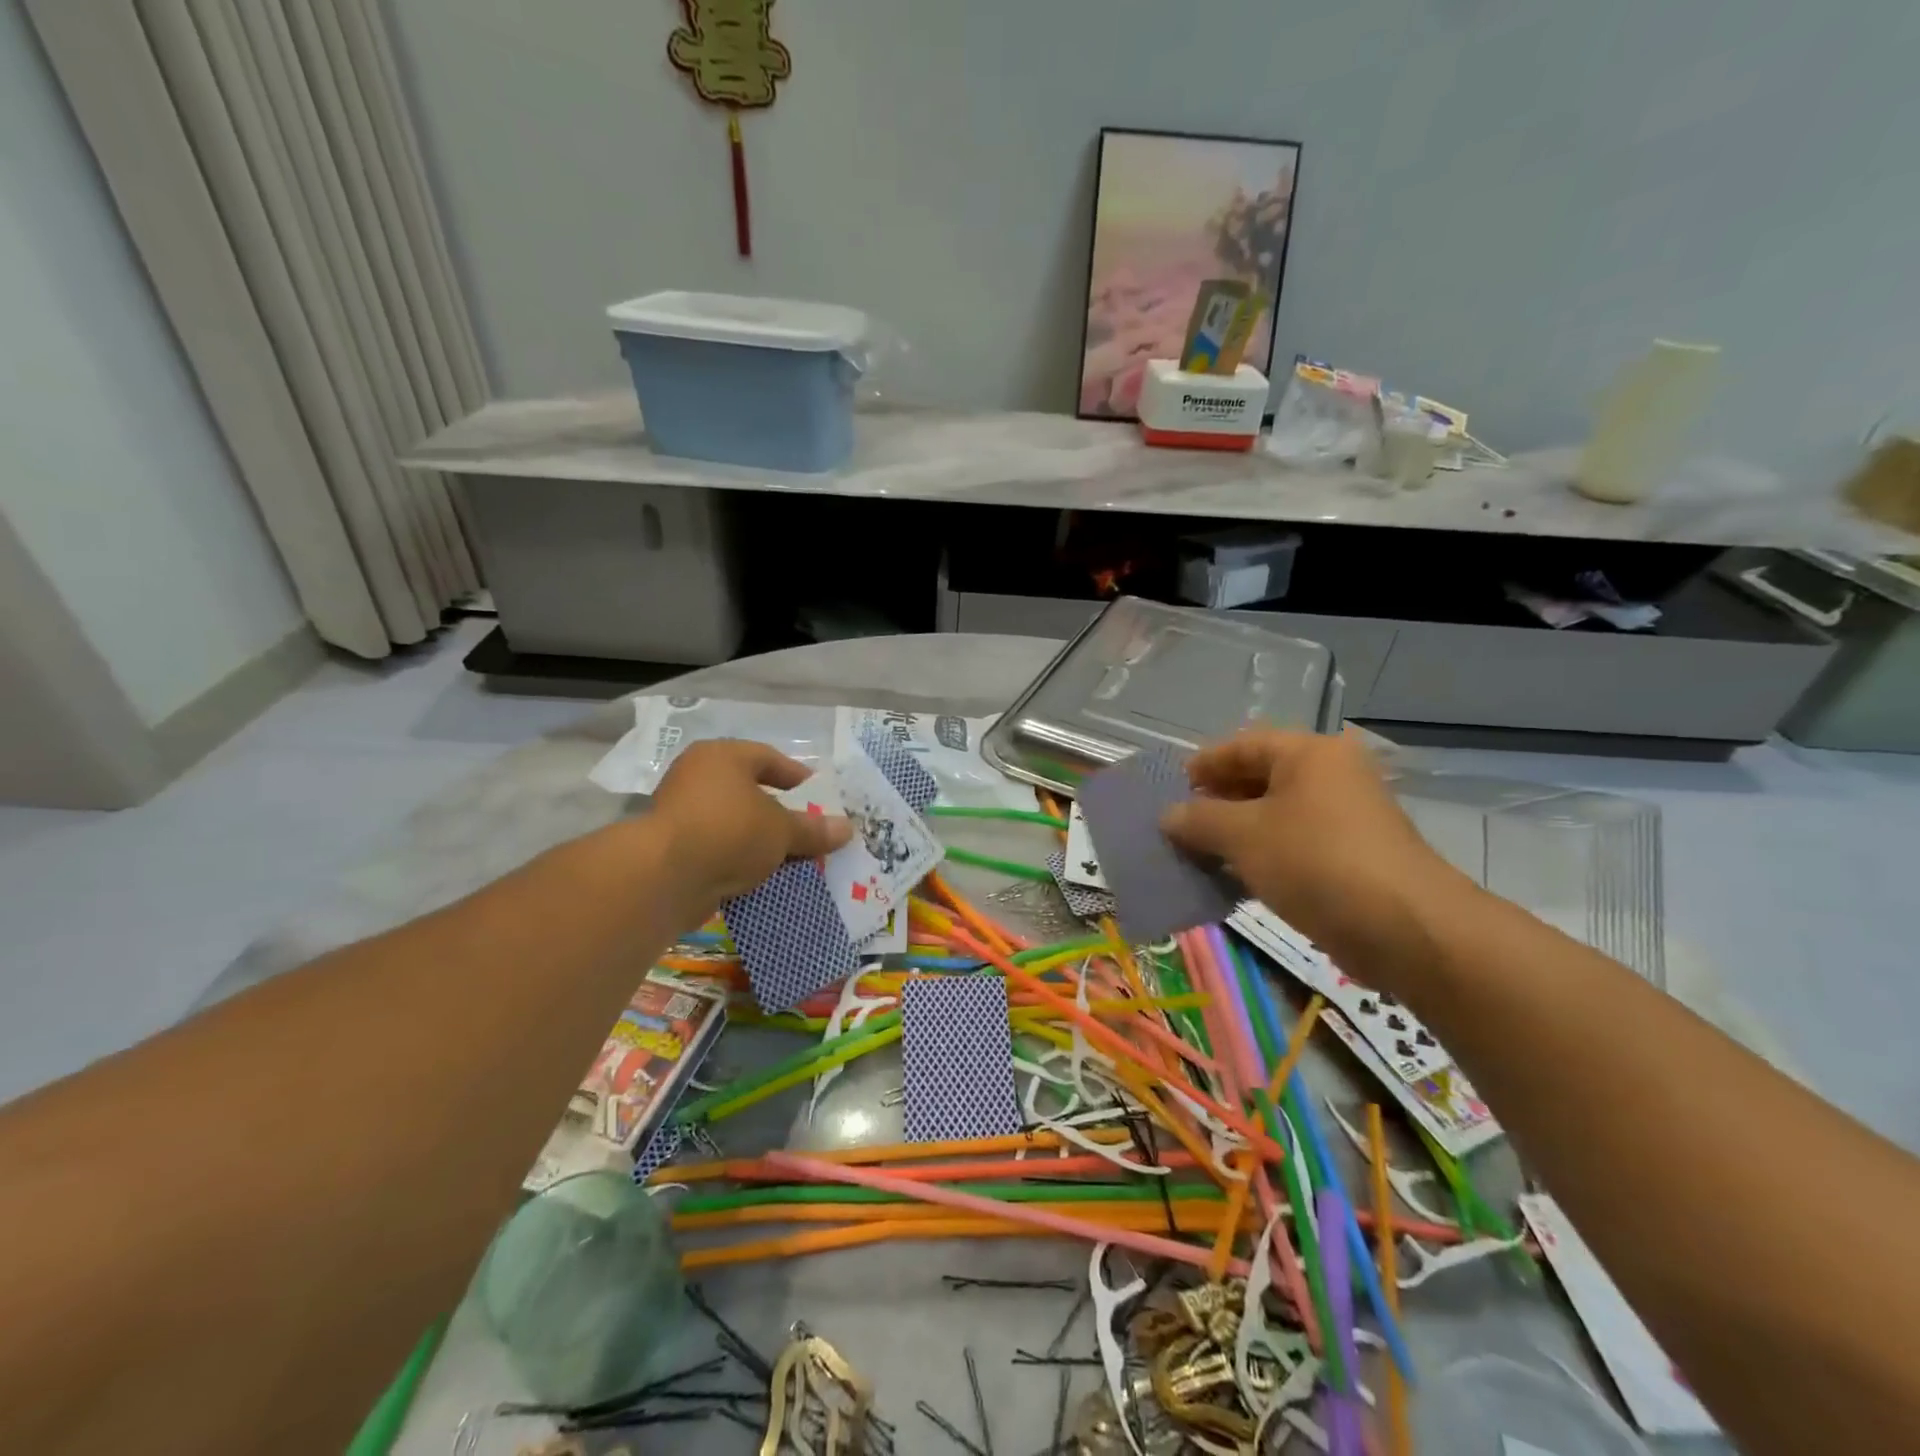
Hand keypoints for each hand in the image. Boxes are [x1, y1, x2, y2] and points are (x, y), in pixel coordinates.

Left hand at [649, 740, 850, 907]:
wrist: (665, 876)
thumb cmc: (730, 831)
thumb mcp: (782, 830)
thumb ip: (813, 829)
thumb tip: (847, 829)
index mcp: (722, 756)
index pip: (768, 758)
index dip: (797, 777)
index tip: (819, 797)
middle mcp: (697, 776)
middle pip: (749, 792)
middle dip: (779, 813)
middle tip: (807, 830)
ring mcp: (680, 812)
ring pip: (733, 822)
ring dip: (759, 839)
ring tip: (789, 858)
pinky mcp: (672, 848)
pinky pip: (717, 848)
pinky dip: (738, 859)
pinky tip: (760, 876)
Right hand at [1160, 728, 1473, 987]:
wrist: (1405, 929)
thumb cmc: (1315, 862)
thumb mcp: (1243, 835)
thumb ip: (1199, 820)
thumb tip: (1168, 815)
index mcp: (1309, 754)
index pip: (1243, 745)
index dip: (1203, 765)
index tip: (1170, 789)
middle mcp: (1331, 776)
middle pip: (1260, 779)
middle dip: (1216, 802)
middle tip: (1180, 826)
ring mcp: (1344, 818)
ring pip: (1275, 816)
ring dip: (1235, 834)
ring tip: (1197, 855)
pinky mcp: (1350, 857)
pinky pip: (1293, 846)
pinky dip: (1261, 857)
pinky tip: (1232, 881)